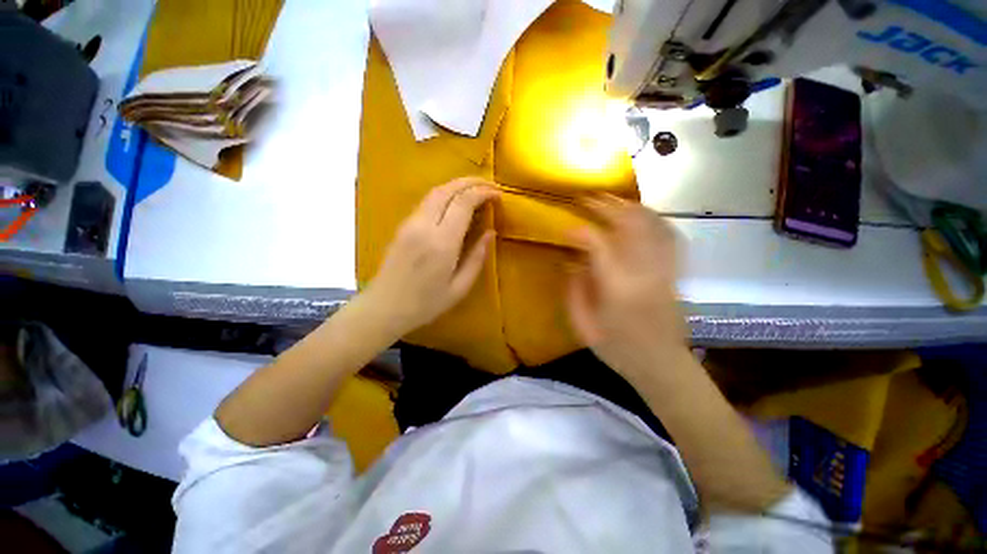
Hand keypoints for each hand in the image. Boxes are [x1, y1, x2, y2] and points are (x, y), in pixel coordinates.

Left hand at [364, 177, 498, 335]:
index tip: (498, 194)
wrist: (384, 308)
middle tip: (489, 185)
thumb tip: (490, 233)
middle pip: (447, 189)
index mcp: (442, 243)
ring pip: (435, 192)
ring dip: (457, 185)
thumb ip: (476, 258)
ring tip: (475, 190)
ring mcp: (410, 224)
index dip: (482, 193)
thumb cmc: (425, 304)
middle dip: (471, 182)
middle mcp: (424, 226)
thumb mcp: (459, 288)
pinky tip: (455, 203)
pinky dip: (445, 195)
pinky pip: (426, 202)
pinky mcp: (402, 226)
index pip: (463, 202)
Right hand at [567, 195, 687, 381]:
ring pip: (652, 225)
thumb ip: (574, 290)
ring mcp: (664, 269)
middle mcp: (644, 272)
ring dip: (630, 207)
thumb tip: (572, 261)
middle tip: (588, 199)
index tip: (565, 228)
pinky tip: (642, 214)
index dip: (579, 231)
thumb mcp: (583, 326)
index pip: (598, 246)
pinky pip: (669, 236)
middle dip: (606, 207)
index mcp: (617, 288)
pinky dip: (655, 219)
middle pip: (629, 226)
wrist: (661, 365)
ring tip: (612, 199)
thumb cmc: (617, 349)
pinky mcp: (674, 272)